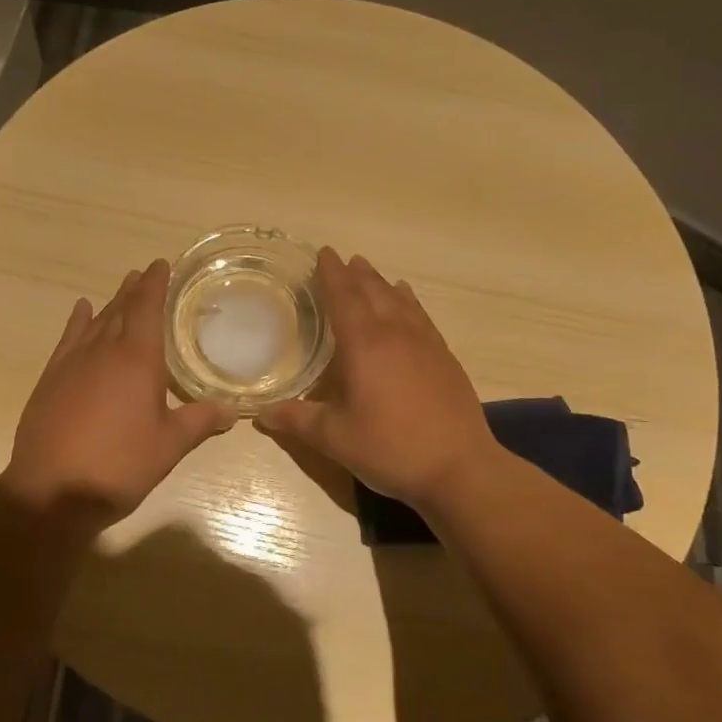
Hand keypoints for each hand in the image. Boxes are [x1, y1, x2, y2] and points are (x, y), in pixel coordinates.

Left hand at [2, 259, 235, 524]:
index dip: (155, 285)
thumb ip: (199, 422)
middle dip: (135, 290)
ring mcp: (73, 363)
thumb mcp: (168, 446)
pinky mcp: (51, 378)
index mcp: (137, 360)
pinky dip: (77, 321)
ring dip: (111, 303)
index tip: (160, 264)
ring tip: (122, 288)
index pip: (148, 309)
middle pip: (121, 310)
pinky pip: (68, 338)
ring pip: (96, 321)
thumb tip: (232, 410)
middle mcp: (104, 351)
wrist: (52, 489)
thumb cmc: (119, 465)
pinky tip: (81, 311)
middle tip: (144, 274)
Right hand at [257, 249, 498, 511]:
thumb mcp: (335, 438)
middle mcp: (395, 334)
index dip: (331, 274)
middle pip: (372, 292)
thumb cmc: (390, 448)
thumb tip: (262, 414)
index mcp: (364, 345)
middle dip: (354, 274)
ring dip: (380, 283)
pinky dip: (408, 301)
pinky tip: (406, 301)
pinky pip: (420, 316)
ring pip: (399, 300)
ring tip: (368, 271)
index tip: (323, 253)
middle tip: (341, 259)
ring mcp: (425, 343)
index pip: (343, 298)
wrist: (459, 468)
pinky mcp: (444, 357)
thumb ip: (298, 421)